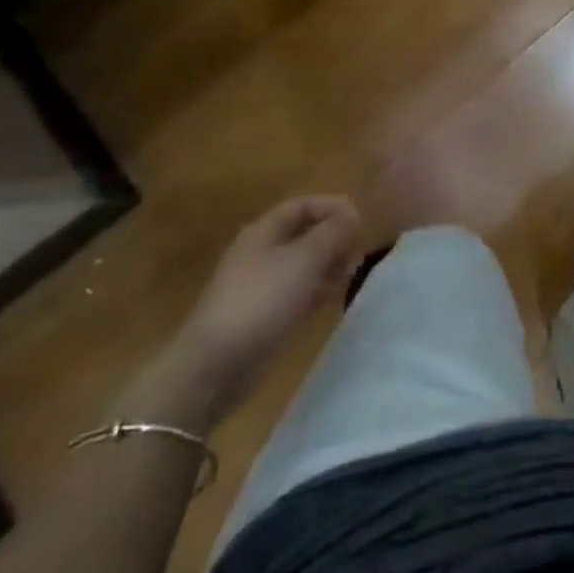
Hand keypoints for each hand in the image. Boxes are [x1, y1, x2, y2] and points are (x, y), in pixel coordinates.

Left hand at [122, 196, 361, 433]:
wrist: (215, 366)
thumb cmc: (261, 301)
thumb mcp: (303, 260)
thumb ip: (331, 233)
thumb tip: (350, 214)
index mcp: (263, 232)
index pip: (301, 206)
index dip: (331, 206)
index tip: (359, 219)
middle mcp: (260, 253)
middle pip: (302, 234)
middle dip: (332, 237)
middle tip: (358, 248)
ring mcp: (259, 286)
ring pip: (301, 264)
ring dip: (327, 264)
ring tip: (352, 272)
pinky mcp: (262, 315)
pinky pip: (296, 292)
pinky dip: (317, 290)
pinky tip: (334, 297)